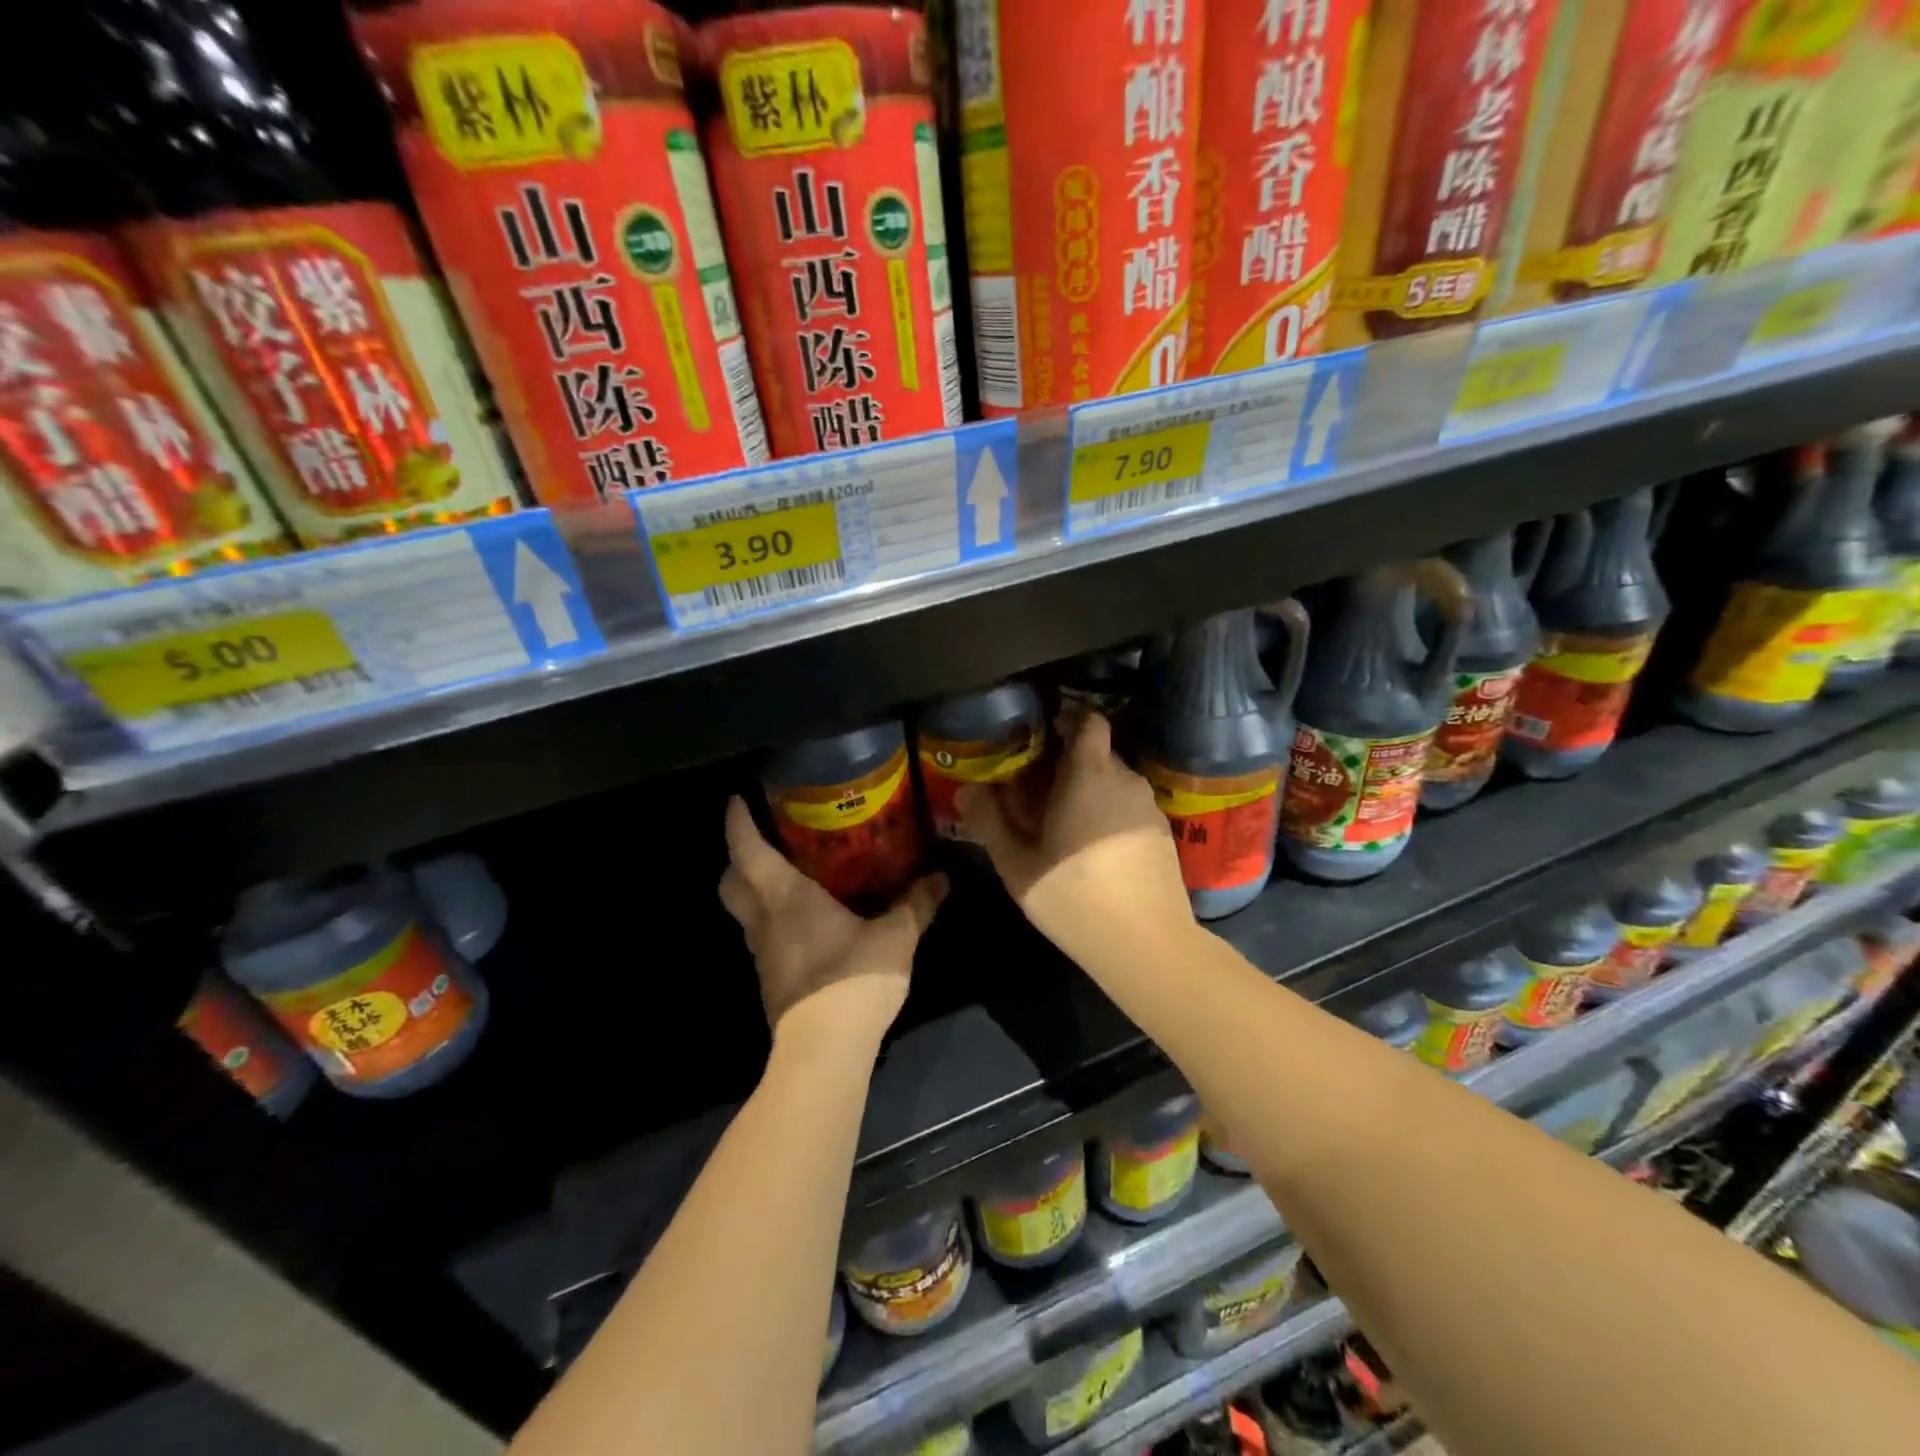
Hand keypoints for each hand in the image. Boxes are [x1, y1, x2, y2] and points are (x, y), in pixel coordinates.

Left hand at [719, 797, 946, 1051]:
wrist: (824, 1050)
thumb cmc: (852, 979)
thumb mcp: (896, 937)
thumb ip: (917, 904)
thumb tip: (942, 877)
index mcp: (785, 897)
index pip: (747, 850)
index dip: (737, 822)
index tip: (737, 799)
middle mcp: (764, 920)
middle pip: (731, 882)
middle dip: (737, 858)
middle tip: (764, 841)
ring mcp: (762, 954)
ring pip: (743, 912)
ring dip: (754, 890)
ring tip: (788, 877)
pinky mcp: (771, 980)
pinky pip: (762, 937)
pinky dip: (772, 921)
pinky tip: (805, 923)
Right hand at [957, 713, 1192, 962]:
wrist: (1147, 945)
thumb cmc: (1074, 897)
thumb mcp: (1018, 864)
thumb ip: (990, 822)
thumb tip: (967, 790)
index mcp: (1090, 775)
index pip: (1087, 720)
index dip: (1066, 719)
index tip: (1040, 736)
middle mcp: (1125, 780)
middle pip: (1096, 753)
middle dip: (1066, 764)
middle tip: (1034, 790)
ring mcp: (1149, 808)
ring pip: (1112, 783)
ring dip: (1087, 792)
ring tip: (1059, 823)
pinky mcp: (1162, 835)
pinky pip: (1127, 807)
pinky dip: (1107, 814)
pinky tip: (1091, 850)